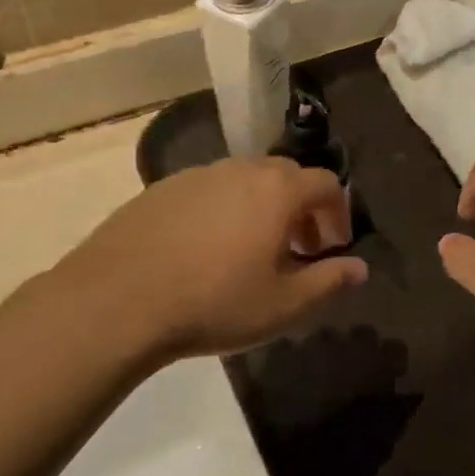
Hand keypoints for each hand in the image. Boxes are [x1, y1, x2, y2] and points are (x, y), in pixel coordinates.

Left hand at [52, 158, 364, 365]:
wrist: (115, 303)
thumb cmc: (214, 303)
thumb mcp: (284, 305)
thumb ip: (329, 282)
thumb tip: (360, 269)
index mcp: (277, 191)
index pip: (326, 184)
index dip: (339, 213)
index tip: (333, 248)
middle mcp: (240, 170)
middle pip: (287, 176)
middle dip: (303, 209)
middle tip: (299, 249)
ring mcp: (196, 176)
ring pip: (245, 181)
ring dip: (262, 208)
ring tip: (252, 251)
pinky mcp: (160, 189)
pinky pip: (209, 191)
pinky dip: (224, 210)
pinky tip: (206, 251)